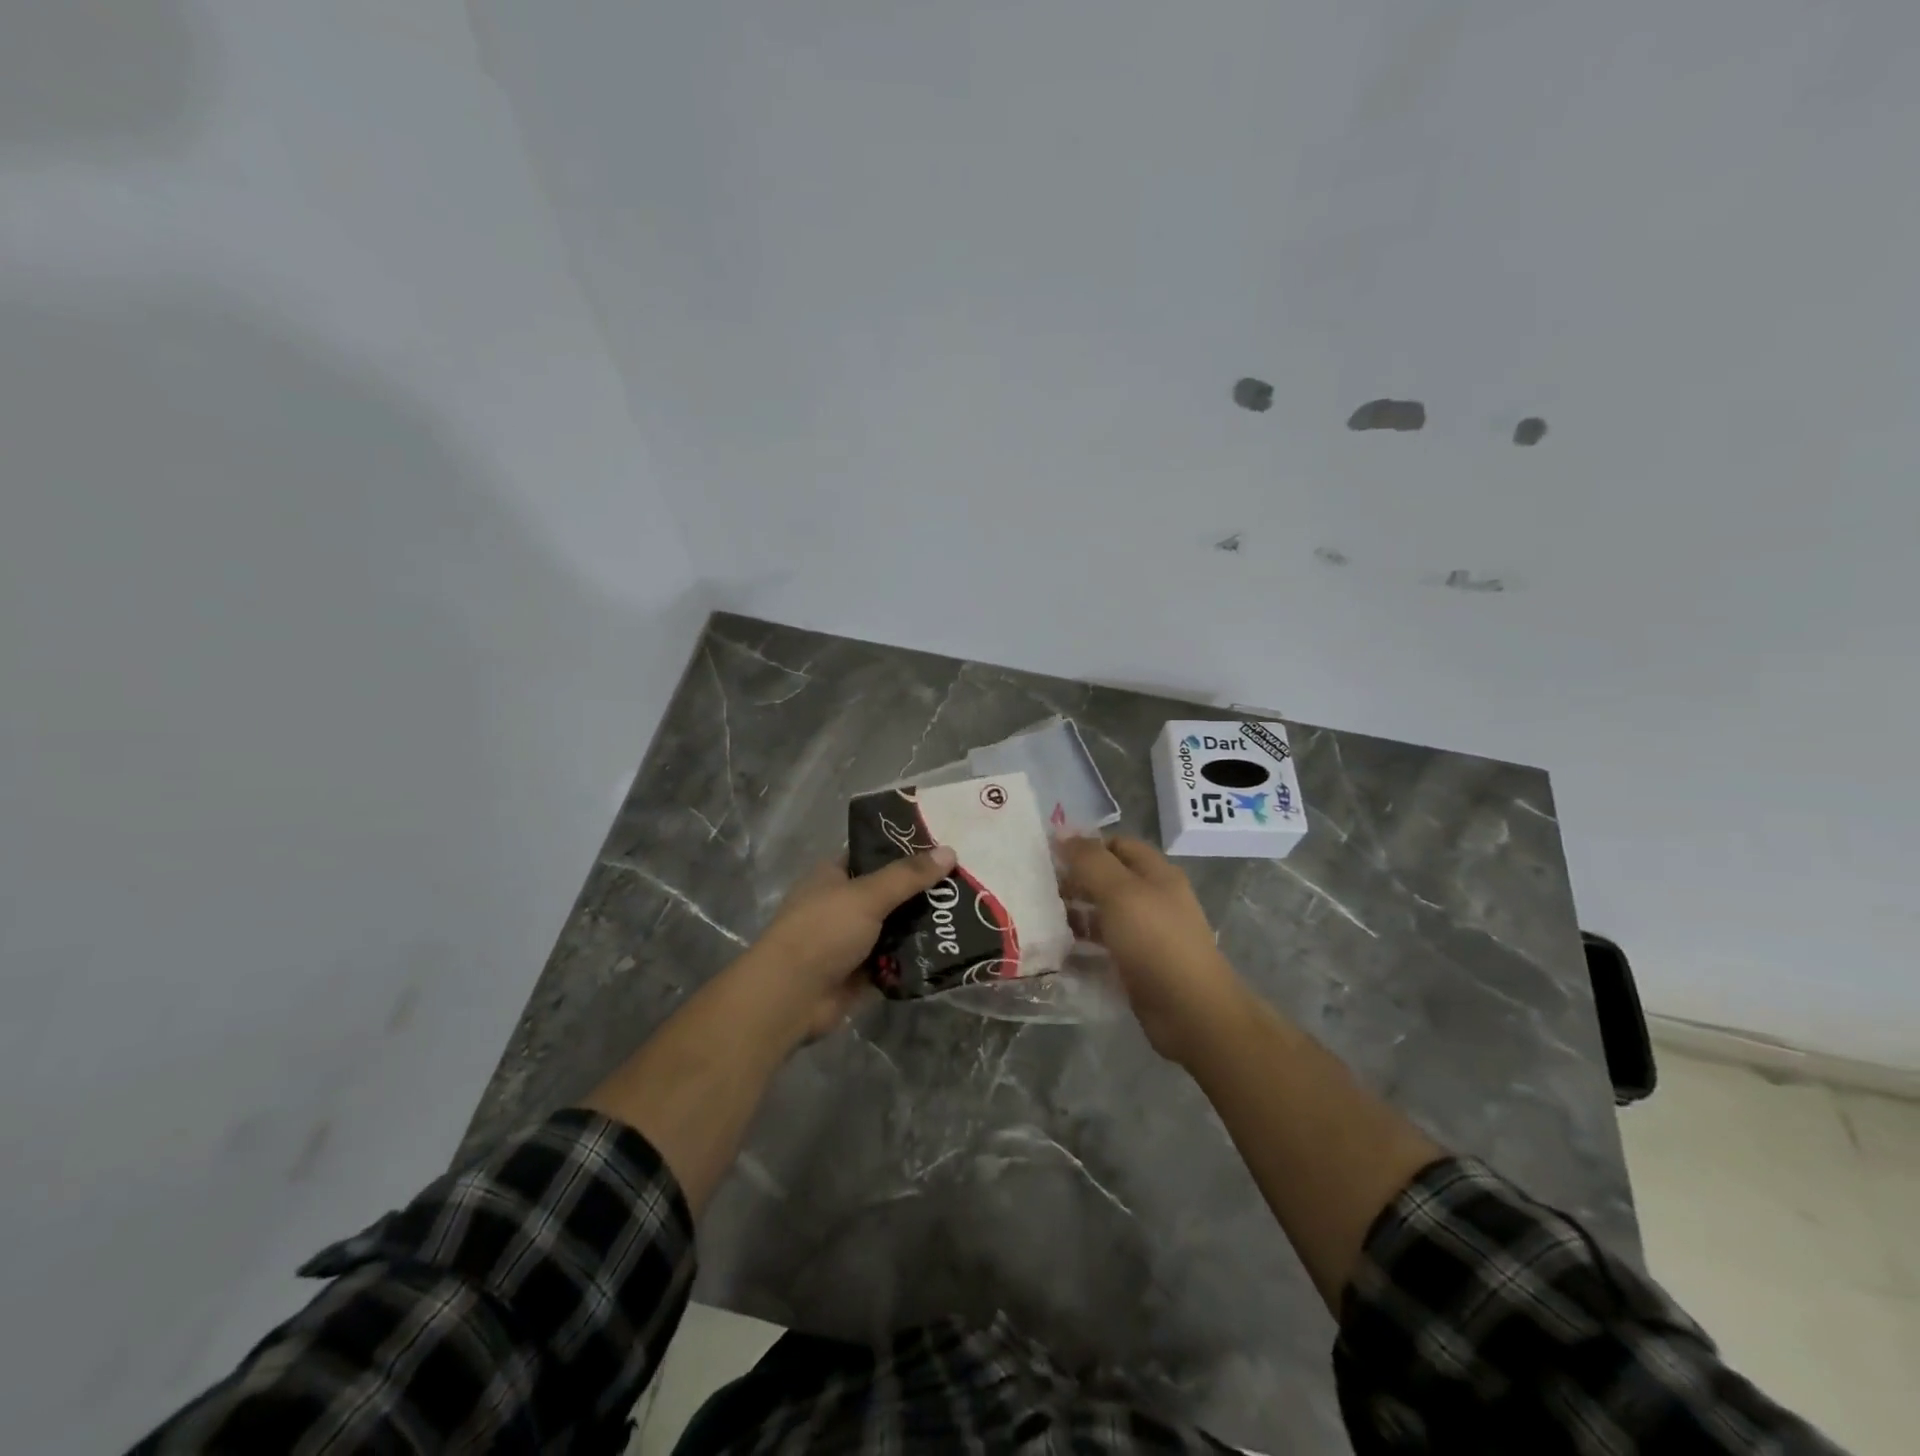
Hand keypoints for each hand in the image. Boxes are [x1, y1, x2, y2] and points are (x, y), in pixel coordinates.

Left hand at [737, 846, 957, 1041]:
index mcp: (834, 876)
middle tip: (964, 885)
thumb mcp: (867, 895)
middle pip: (890, 893)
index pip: (873, 855)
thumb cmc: (822, 931)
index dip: (905, 851)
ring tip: (966, 916)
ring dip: (923, 926)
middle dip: (922, 892)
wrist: (790, 997)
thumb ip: (908, 876)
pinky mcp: (862, 973)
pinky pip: (896, 961)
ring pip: (896, 928)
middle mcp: (842, 905)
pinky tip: (950, 950)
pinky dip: (916, 958)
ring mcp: (852, 941)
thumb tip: (949, 852)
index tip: (943, 851)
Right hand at [1059, 835, 1245, 1063]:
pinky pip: (1105, 945)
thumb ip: (1090, 861)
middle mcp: (1154, 898)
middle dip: (1076, 880)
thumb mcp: (1120, 892)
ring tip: (1041, 918)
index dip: (1085, 846)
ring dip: (1076, 913)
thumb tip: (1062, 833)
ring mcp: (1147, 933)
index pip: (1117, 844)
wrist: (1191, 1011)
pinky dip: (1083, 944)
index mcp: (1157, 873)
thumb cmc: (1155, 941)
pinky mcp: (1138, 964)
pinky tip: (1058, 949)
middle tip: (1038, 888)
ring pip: (1105, 913)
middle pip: (1109, 878)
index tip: (1049, 855)